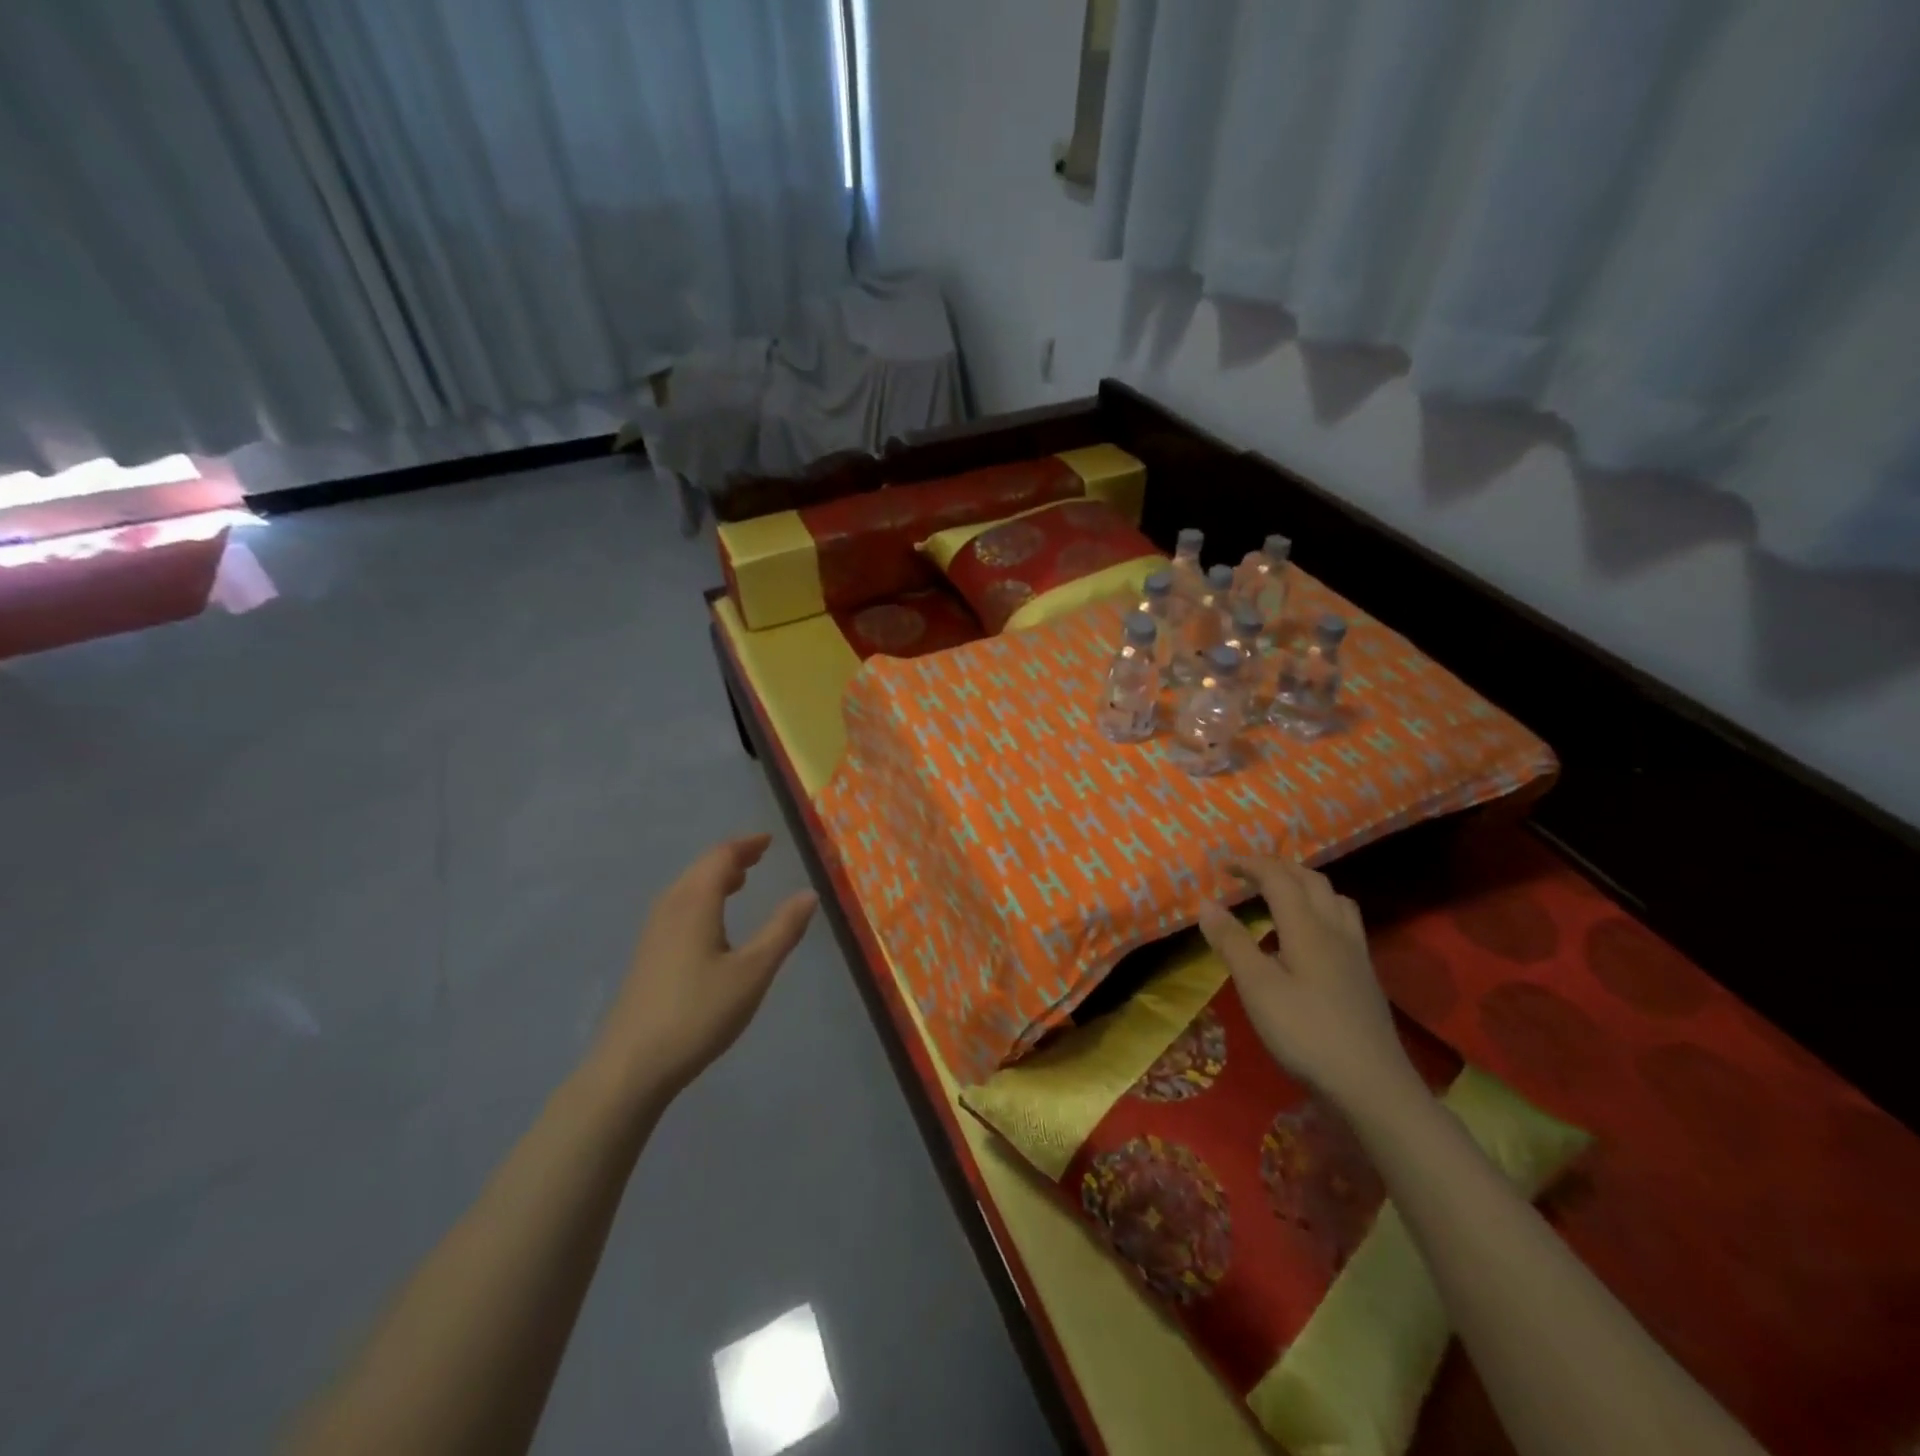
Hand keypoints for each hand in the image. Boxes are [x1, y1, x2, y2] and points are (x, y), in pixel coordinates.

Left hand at [586, 835, 817, 1105]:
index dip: (746, 845)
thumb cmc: (698, 1013)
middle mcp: (670, 907)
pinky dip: (700, 897)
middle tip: (759, 856)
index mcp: (695, 902)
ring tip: (739, 881)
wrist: (631, 1066)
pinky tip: (710, 923)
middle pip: (700, 868)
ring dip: (713, 877)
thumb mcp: (753, 972)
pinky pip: (677, 907)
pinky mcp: (647, 955)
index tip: (769, 841)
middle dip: (731, 858)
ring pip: (686, 888)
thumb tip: (809, 893)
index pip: (721, 857)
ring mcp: (653, 932)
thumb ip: (782, 930)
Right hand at [1196, 857, 1419, 1117]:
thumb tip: (1207, 903)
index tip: (1223, 865)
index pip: (1279, 878)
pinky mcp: (1364, 977)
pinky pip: (1344, 923)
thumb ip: (1232, 943)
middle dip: (1279, 868)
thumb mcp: (1258, 988)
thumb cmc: (1307, 1033)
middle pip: (1311, 881)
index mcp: (1307, 928)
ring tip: (1283, 895)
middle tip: (1250, 873)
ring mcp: (1356, 954)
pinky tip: (1311, 937)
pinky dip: (1322, 910)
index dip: (1251, 865)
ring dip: (1306, 886)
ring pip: (1335, 900)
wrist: (1373, 1086)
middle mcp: (1335, 931)